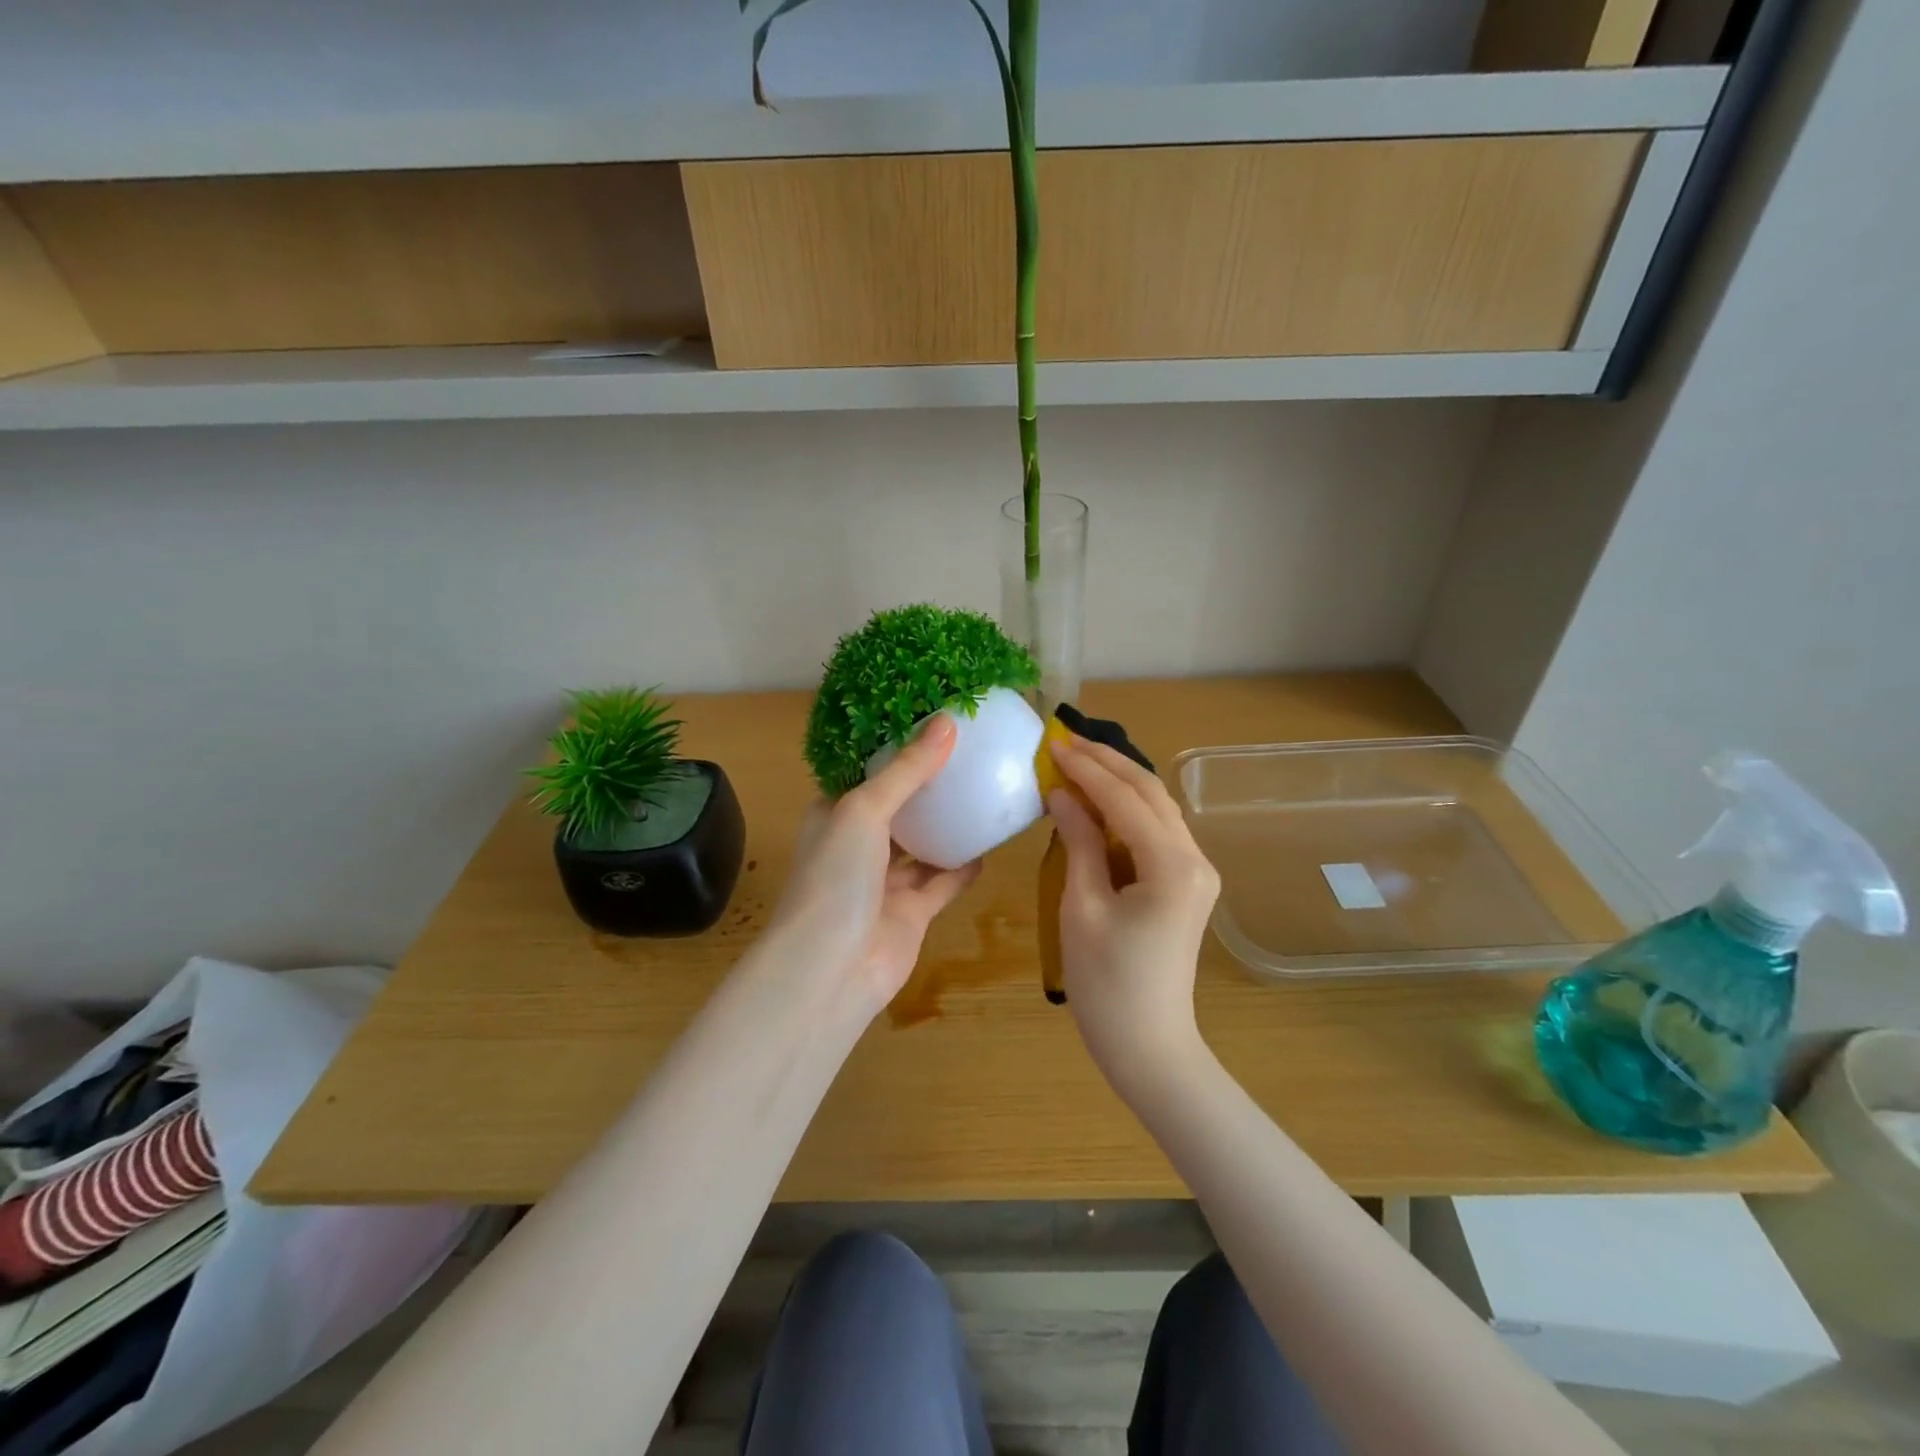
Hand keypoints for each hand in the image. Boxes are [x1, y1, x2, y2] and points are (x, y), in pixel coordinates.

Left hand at [767, 715, 982, 1015]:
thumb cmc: (836, 878)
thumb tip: (948, 722)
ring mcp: (885, 882)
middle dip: (927, 787)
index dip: (895, 751)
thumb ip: (907, 771)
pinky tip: (991, 844)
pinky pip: (943, 882)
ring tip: (985, 792)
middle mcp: (858, 845)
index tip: (932, 724)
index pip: (866, 774)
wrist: (832, 970)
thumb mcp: (865, 810)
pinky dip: (963, 866)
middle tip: (971, 754)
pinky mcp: (912, 913)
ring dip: (948, 826)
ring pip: (923, 846)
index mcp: (835, 815)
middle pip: (898, 808)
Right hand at [1047, 736, 1219, 1095]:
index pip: (1126, 799)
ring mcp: (1196, 871)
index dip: (1086, 769)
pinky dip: (1126, 809)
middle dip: (1107, 762)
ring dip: (1118, 781)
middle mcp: (1195, 858)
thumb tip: (1062, 793)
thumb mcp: (1083, 906)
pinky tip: (1097, 800)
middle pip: (1150, 793)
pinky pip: (1155, 831)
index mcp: (1172, 865)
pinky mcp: (1187, 883)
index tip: (1051, 745)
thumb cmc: (1107, 983)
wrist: (1149, 1045)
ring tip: (1077, 761)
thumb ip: (1078, 841)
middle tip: (1064, 741)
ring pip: (1156, 808)